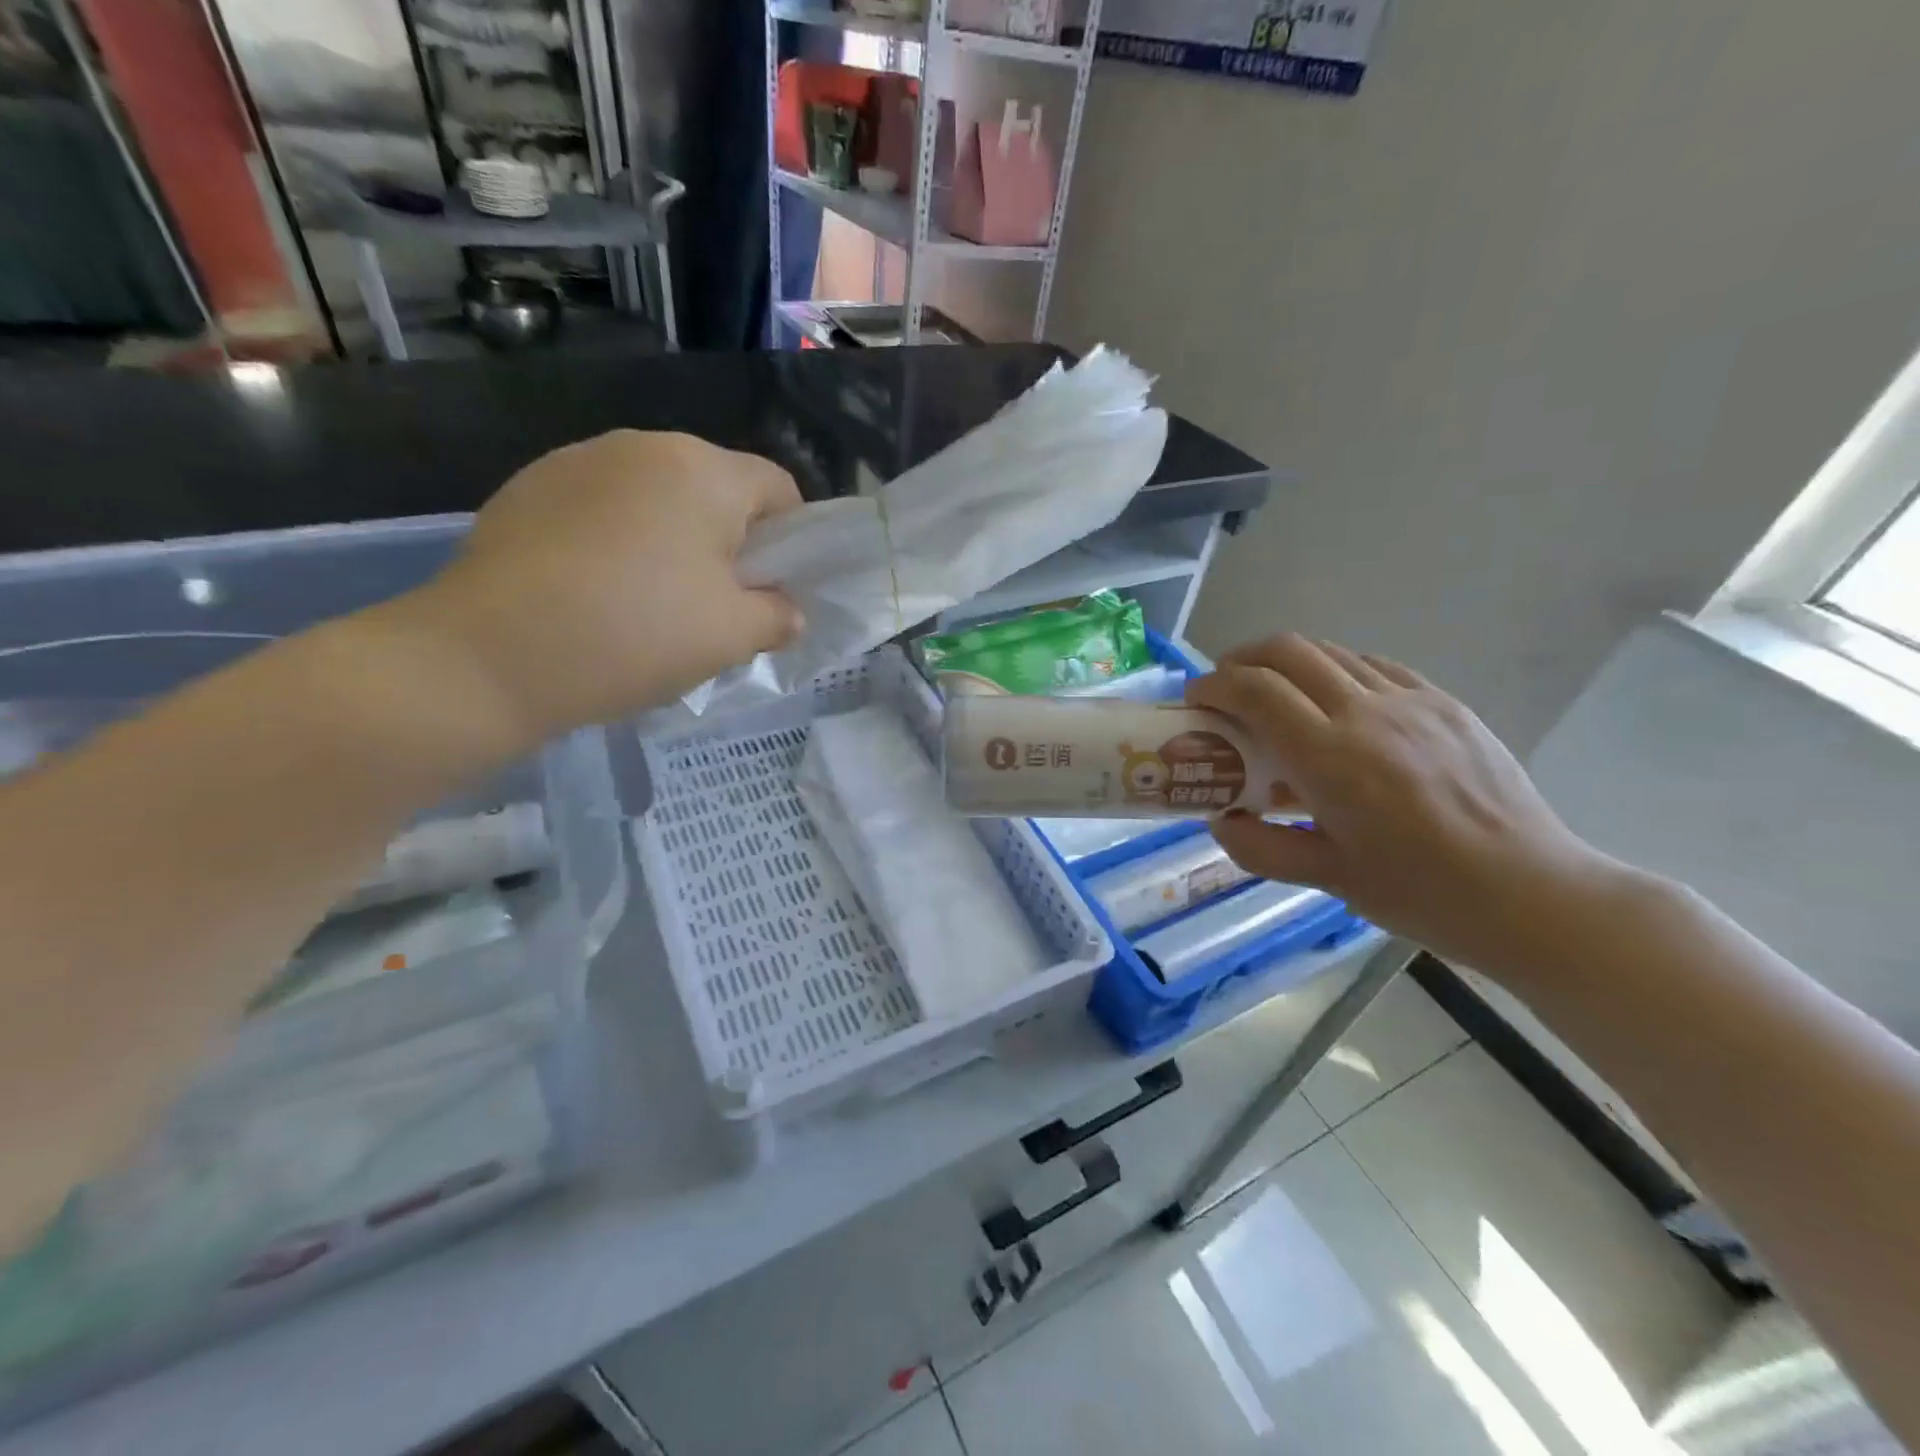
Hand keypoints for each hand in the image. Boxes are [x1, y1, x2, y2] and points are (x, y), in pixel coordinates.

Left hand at [394, 431, 802, 741]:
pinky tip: (596, 594)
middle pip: (715, 489)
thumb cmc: (633, 635)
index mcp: (701, 470)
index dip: (791, 541)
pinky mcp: (528, 488)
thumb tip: (786, 610)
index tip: (772, 591)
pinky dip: (618, 543)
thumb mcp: (731, 637)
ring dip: (672, 542)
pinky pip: (603, 509)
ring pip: (656, 499)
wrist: (486, 656)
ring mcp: (576, 461)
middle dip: (729, 543)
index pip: (778, 488)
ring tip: (649, 604)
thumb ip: (778, 616)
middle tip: (715, 606)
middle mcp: (641, 445)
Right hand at [1188, 635, 1618, 971]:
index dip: (1215, 685)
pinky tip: (1335, 701)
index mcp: (1331, 759)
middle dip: (1243, 658)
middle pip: (1289, 651)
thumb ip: (1261, 848)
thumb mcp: (1328, 880)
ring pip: (1332, 651)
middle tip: (1226, 686)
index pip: (1256, 691)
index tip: (1196, 699)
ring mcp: (1412, 702)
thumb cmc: (1422, 894)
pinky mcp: (1445, 703)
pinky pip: (1375, 666)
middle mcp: (1367, 714)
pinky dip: (1336, 670)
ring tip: (1275, 693)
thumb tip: (1220, 820)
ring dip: (1289, 662)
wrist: (1532, 893)